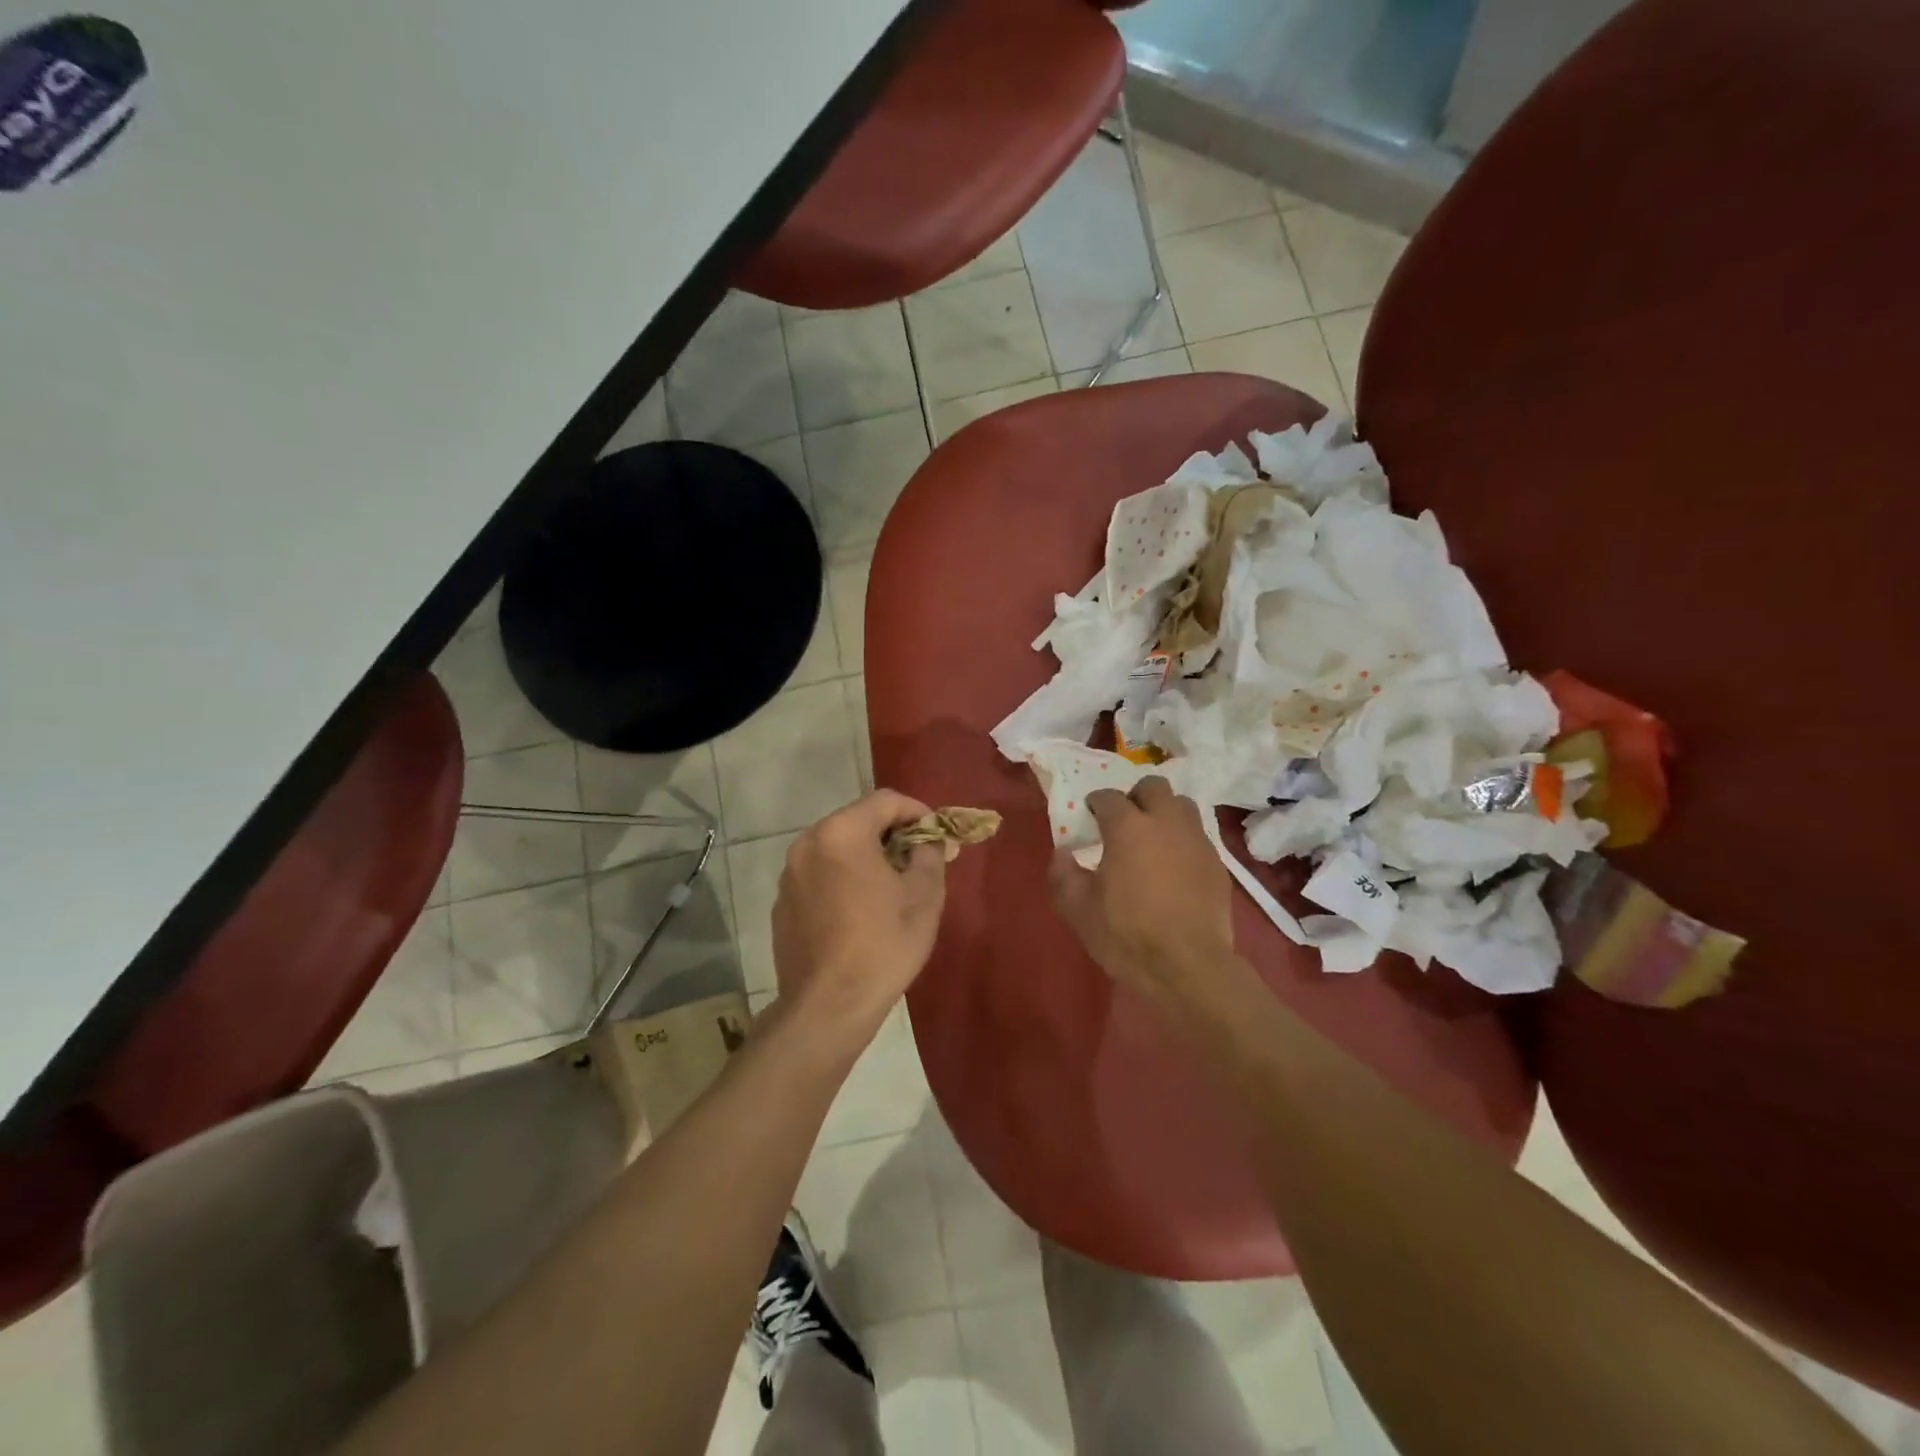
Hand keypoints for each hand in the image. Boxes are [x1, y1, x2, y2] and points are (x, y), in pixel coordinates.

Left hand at [772, 791, 947, 1041]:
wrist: (828, 1006)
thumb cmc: (883, 945)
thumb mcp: (924, 896)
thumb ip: (929, 854)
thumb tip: (926, 841)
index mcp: (842, 833)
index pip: (886, 800)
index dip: (917, 812)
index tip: (937, 835)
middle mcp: (808, 842)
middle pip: (857, 820)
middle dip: (891, 834)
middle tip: (918, 859)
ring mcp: (790, 874)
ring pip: (836, 847)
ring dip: (865, 856)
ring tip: (890, 886)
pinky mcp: (782, 902)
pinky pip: (819, 874)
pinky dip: (842, 878)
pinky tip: (859, 911)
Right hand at [1048, 776, 1235, 1000]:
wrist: (1189, 967)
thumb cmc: (1127, 935)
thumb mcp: (1078, 910)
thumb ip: (1063, 874)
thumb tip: (1063, 853)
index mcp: (1128, 827)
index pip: (1108, 797)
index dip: (1096, 804)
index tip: (1090, 818)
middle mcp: (1166, 822)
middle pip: (1153, 787)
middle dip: (1136, 797)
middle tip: (1124, 822)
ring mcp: (1197, 841)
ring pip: (1182, 806)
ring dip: (1165, 813)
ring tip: (1153, 839)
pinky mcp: (1218, 863)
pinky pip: (1198, 836)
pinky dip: (1183, 841)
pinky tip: (1174, 867)